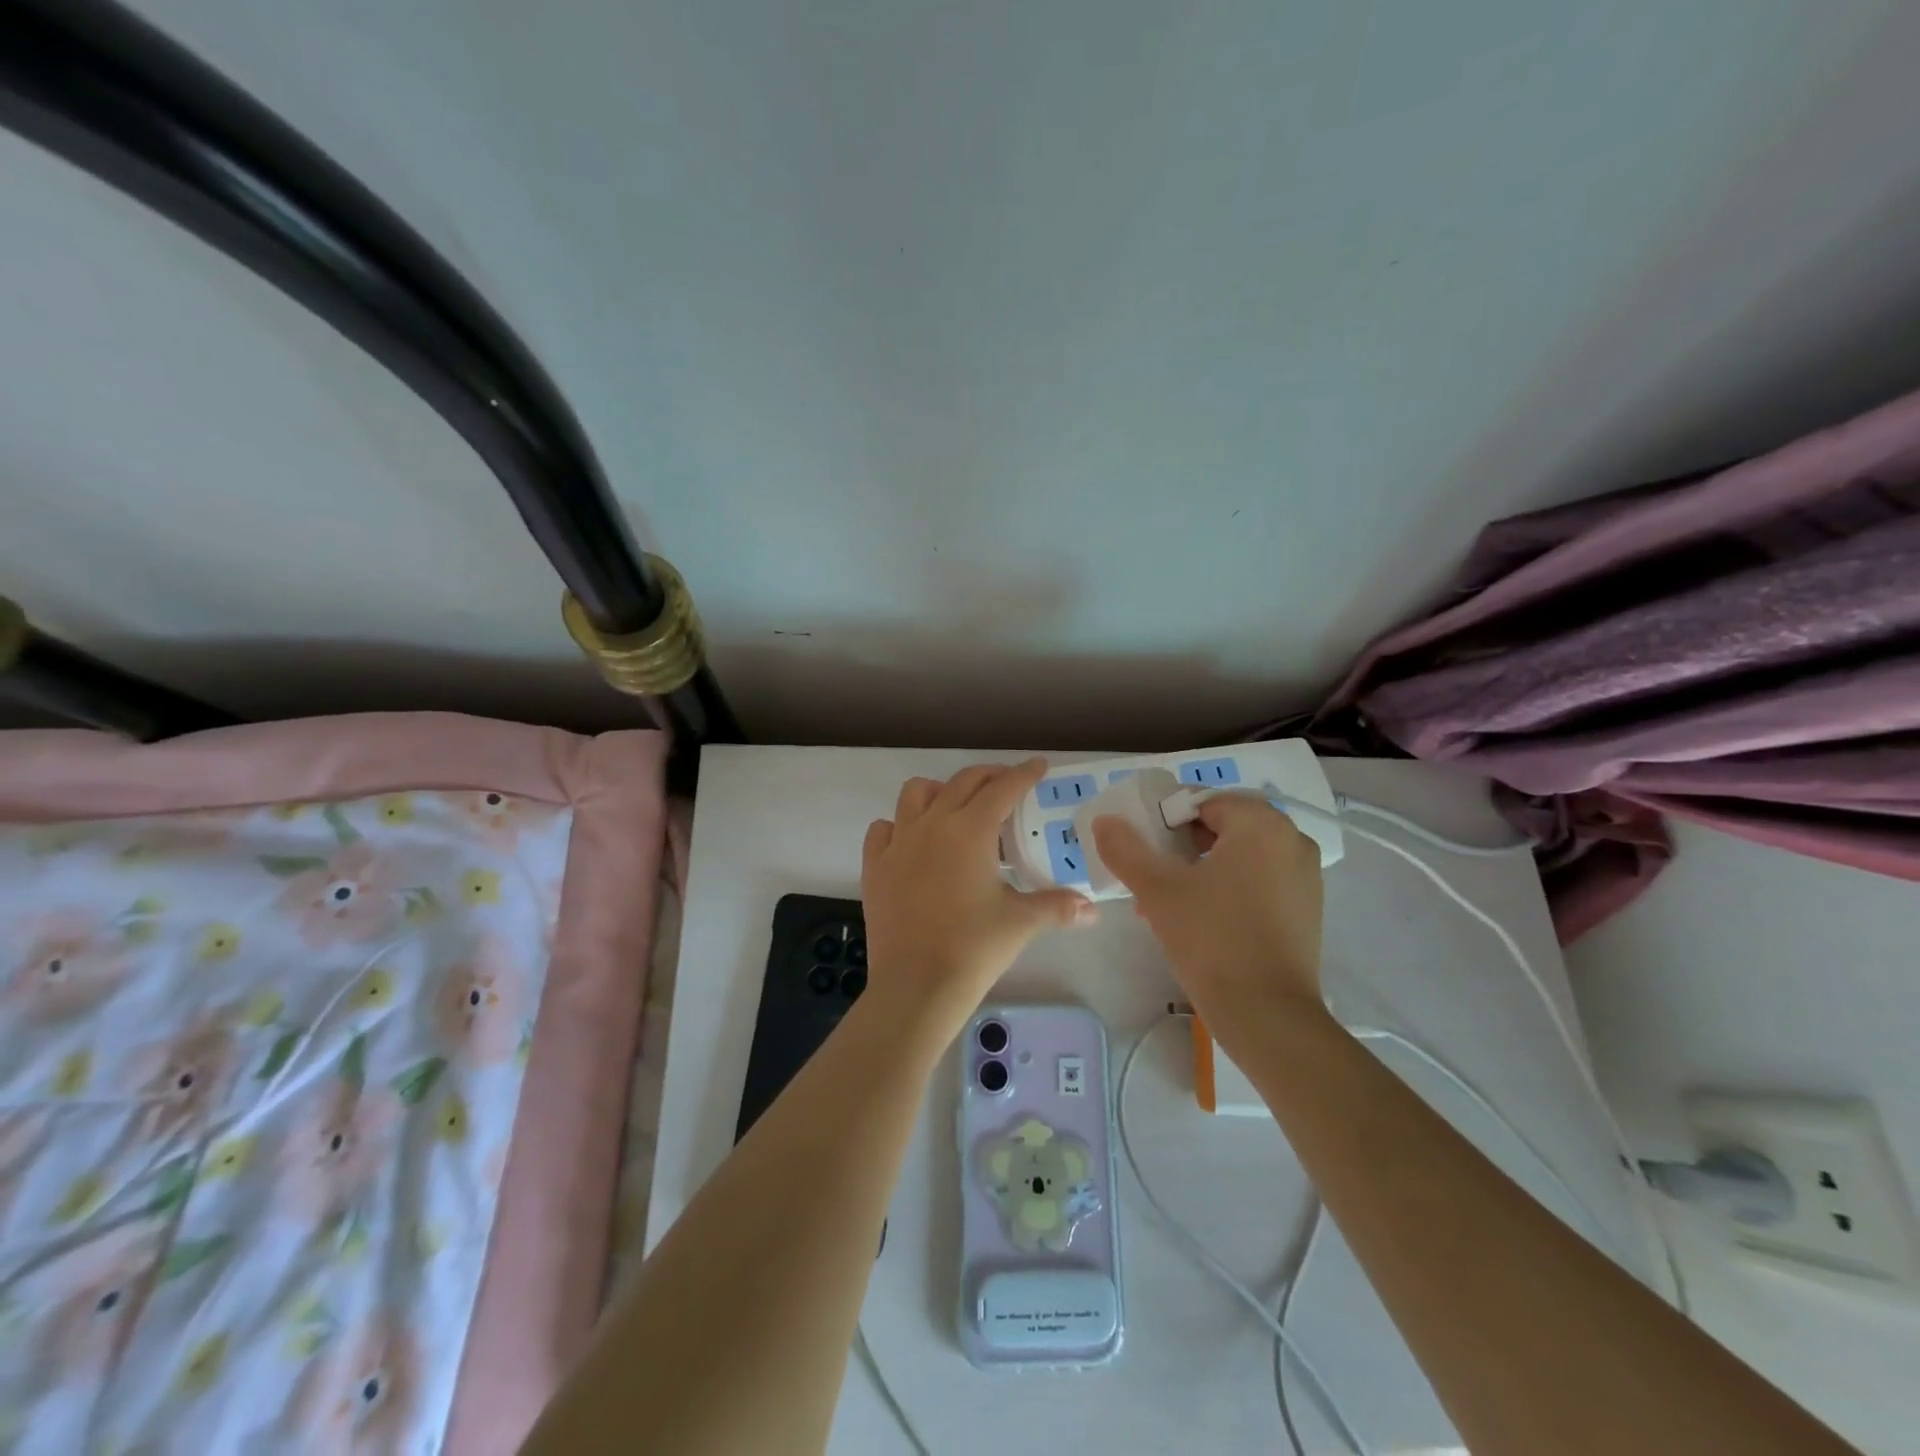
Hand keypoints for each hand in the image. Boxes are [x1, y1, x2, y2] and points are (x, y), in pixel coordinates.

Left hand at [861, 759, 1093, 1039]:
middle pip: (962, 782)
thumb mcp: (1021, 923)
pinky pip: (884, 829)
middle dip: (989, 776)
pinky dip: (900, 825)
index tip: (1038, 766)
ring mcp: (898, 842)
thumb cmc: (973, 948)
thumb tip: (1093, 909)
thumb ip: (1058, 907)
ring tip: (957, 807)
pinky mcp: (875, 866)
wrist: (916, 985)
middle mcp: (932, 824)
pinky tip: (913, 842)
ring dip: (940, 791)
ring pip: (916, 793)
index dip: (1024, 773)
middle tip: (1007, 785)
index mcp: (970, 830)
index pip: (1003, 788)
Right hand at [1091, 793, 1323, 1021]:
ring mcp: (1305, 877)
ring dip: (1199, 871)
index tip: (1142, 847)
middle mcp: (1292, 841)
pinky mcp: (1306, 910)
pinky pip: (1257, 882)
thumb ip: (1126, 849)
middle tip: (1149, 876)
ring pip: (1238, 858)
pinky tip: (1196, 921)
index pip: (1202, 802)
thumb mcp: (1158, 890)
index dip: (1165, 819)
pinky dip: (1226, 890)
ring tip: (1163, 903)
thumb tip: (1104, 821)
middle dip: (1180, 848)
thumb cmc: (1212, 938)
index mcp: (1261, 825)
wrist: (1267, 1015)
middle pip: (1222, 827)